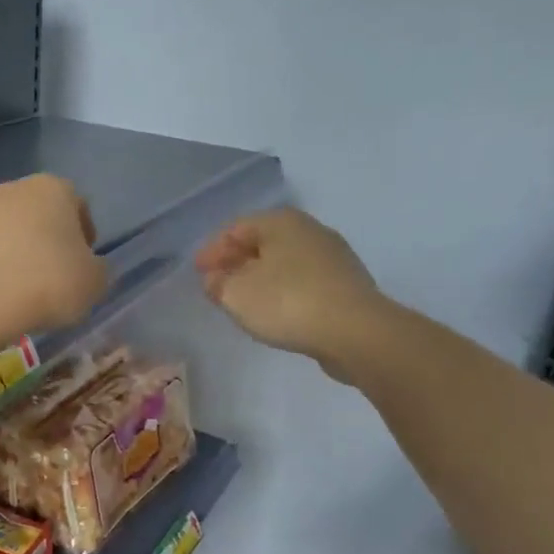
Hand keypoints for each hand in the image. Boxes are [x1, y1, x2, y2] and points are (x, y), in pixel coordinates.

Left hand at [0, 175, 107, 341]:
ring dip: (6, 250)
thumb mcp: (94, 283)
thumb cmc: (46, 284)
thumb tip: (86, 268)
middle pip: (33, 212)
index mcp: (51, 190)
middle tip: (49, 276)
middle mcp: (8, 190)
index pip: (77, 204)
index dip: (83, 233)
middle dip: (41, 238)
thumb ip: (96, 270)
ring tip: (13, 289)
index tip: (83, 263)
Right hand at [195, 208, 385, 375]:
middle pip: (263, 243)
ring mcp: (333, 257)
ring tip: (244, 300)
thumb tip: (216, 280)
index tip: (197, 272)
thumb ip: (218, 284)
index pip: (236, 228)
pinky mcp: (347, 286)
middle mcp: (310, 230)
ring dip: (261, 278)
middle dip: (237, 262)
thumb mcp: (236, 294)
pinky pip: (304, 282)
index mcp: (281, 222)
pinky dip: (283, 292)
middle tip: (218, 284)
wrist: (356, 331)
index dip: (212, 250)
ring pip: (285, 263)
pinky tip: (276, 311)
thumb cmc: (288, 302)